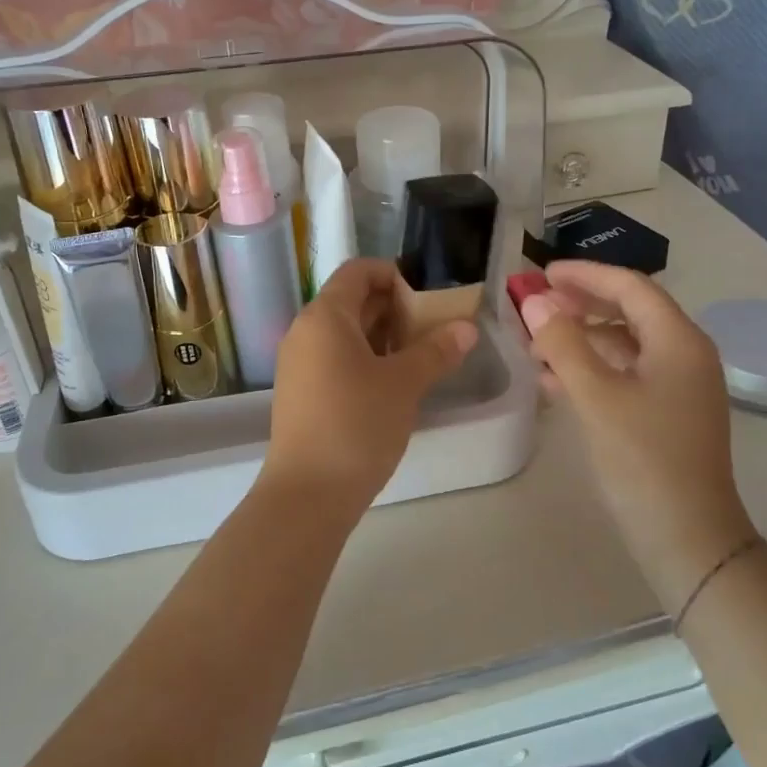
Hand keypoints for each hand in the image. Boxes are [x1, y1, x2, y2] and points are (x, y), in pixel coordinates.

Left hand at [263, 259, 477, 511]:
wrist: (308, 494)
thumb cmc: (357, 425)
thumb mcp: (404, 384)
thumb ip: (436, 351)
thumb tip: (466, 328)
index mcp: (325, 316)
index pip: (358, 271)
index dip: (393, 274)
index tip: (426, 298)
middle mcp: (305, 331)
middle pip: (351, 300)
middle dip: (393, 308)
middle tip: (432, 329)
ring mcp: (299, 363)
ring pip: (344, 333)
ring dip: (382, 336)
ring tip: (419, 356)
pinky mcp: (301, 392)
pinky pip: (334, 358)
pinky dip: (364, 359)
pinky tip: (392, 383)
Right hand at [519, 261, 755, 608]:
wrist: (688, 539)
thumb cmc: (644, 460)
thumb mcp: (596, 397)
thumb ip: (564, 343)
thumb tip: (535, 301)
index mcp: (678, 340)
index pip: (630, 286)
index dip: (585, 275)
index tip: (542, 274)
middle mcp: (685, 354)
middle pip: (629, 311)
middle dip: (580, 305)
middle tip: (535, 305)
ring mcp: (678, 386)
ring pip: (624, 344)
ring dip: (581, 339)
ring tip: (536, 346)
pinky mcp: (667, 414)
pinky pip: (626, 374)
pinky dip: (591, 369)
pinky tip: (554, 382)